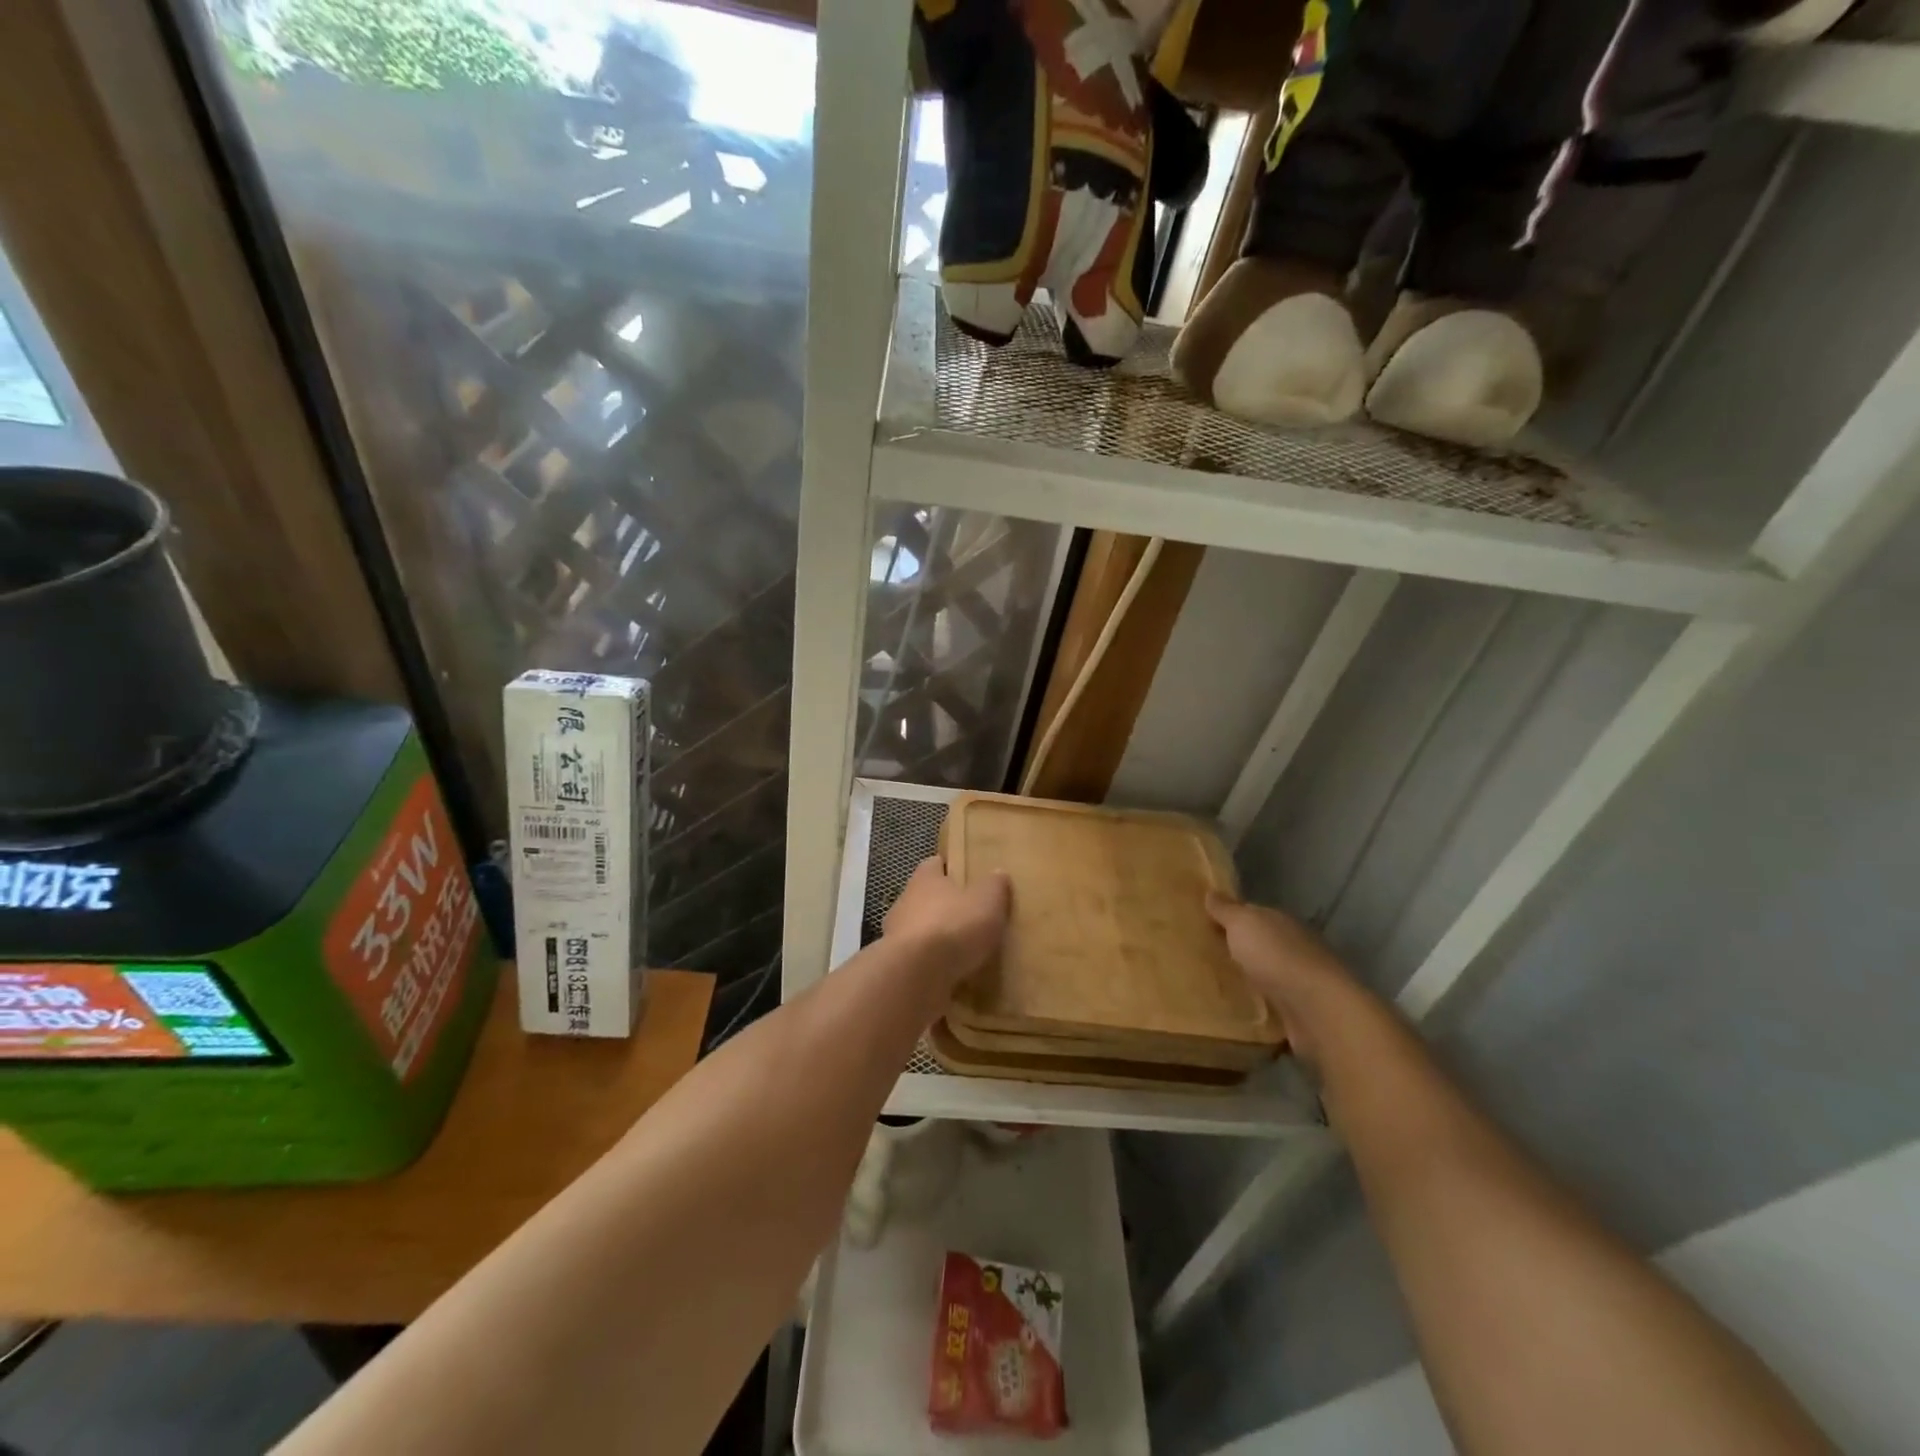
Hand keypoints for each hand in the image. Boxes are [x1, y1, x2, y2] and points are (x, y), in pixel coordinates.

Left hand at [884, 857, 1010, 988]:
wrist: (915, 976)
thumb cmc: (953, 927)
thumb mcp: (987, 901)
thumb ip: (994, 887)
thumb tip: (998, 873)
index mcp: (924, 879)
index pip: (935, 864)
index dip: (950, 869)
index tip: (967, 876)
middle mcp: (905, 903)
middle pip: (926, 899)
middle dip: (945, 908)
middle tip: (972, 918)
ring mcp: (897, 937)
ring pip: (921, 933)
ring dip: (938, 941)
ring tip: (965, 953)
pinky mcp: (898, 968)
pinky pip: (919, 964)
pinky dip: (933, 969)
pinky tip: (953, 979)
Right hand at [1205, 893, 1354, 1064]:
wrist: (1318, 1009)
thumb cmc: (1275, 956)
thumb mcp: (1243, 924)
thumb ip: (1226, 910)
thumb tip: (1210, 892)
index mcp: (1280, 922)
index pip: (1252, 914)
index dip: (1229, 917)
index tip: (1203, 923)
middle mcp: (1293, 946)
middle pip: (1259, 944)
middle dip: (1237, 947)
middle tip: (1203, 953)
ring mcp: (1299, 980)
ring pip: (1266, 973)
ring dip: (1248, 976)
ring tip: (1215, 983)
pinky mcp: (1300, 1011)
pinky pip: (1271, 1002)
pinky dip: (1258, 1002)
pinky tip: (1239, 1007)